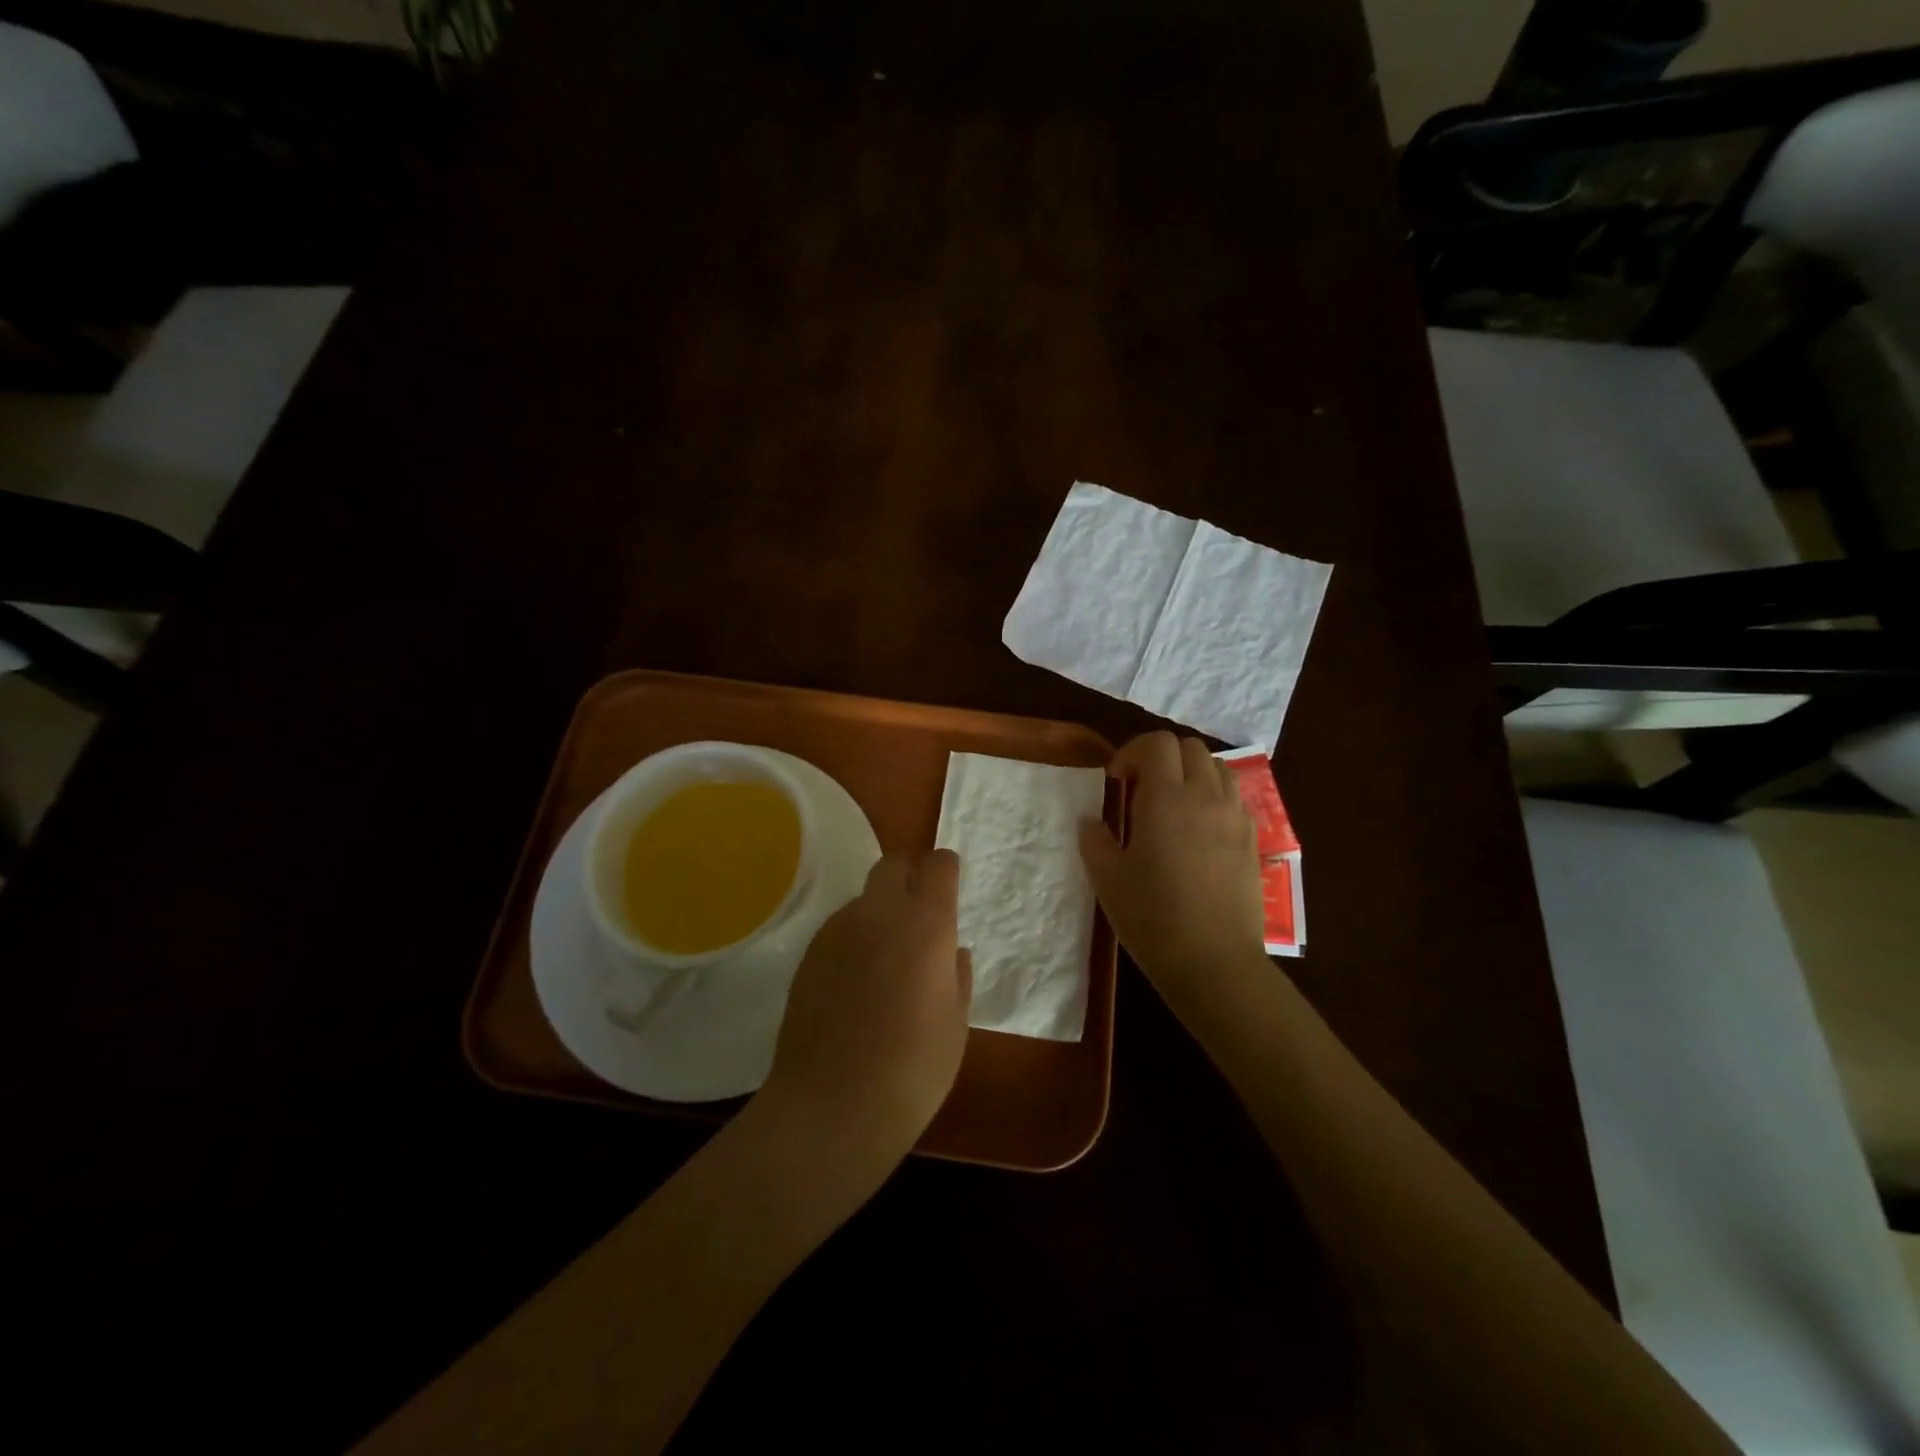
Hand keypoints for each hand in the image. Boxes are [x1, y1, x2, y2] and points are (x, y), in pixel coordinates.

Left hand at [761, 850, 972, 1165]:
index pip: (938, 865)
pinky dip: (853, 941)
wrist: (832, 1107)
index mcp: (926, 925)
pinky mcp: (809, 955)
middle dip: (908, 877)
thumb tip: (951, 954)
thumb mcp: (955, 1026)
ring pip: (863, 899)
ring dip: (879, 913)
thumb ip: (956, 978)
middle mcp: (880, 914)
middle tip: (918, 916)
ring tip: (884, 962)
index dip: (945, 870)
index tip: (949, 888)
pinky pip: (839, 930)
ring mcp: (838, 931)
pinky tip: (853, 984)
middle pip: (893, 865)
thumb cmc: (913, 1070)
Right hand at [1078, 732, 1265, 1003]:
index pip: (1157, 743)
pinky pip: (1235, 797)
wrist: (1214, 962)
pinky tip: (1199, 830)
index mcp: (1166, 798)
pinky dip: (1214, 796)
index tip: (1117, 781)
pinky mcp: (1252, 839)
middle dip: (1162, 757)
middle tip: (1141, 789)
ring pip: (1218, 768)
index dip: (1132, 752)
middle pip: (1190, 747)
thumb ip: (1095, 840)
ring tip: (1173, 804)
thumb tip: (1091, 821)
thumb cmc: (1153, 917)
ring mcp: (1235, 817)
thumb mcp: (1107, 879)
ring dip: (1192, 773)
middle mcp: (1206, 796)